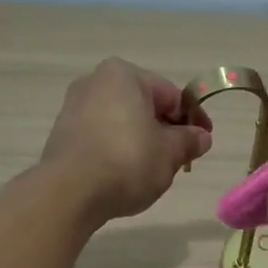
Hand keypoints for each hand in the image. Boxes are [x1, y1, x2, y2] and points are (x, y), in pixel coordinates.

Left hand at [40, 58, 212, 222]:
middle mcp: (95, 81)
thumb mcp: (170, 153)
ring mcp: (74, 107)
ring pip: (122, 122)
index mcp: (124, 75)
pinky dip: (118, 150)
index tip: (204, 141)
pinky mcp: (62, 134)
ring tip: (154, 170)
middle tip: (181, 159)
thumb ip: (189, 141)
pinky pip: (102, 137)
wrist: (70, 192)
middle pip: (144, 106)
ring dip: (142, 142)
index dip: (193, 119)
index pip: (171, 94)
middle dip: (165, 130)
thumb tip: (202, 137)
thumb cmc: (127, 161)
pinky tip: (125, 175)